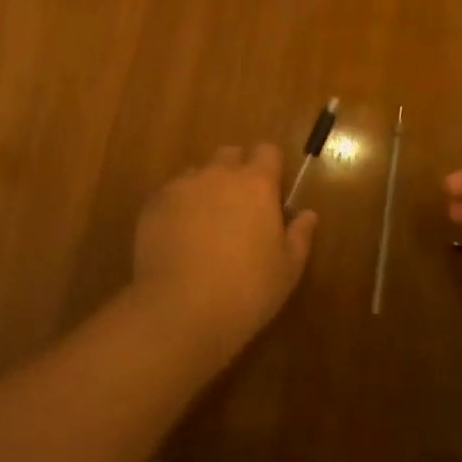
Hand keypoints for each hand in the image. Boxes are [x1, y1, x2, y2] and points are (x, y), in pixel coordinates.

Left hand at [129, 143, 318, 370]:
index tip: (270, 193)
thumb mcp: (287, 271)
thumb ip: (299, 236)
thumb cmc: (246, 291)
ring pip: (198, 174)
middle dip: (235, 172)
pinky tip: (177, 239)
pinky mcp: (153, 203)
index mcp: (256, 183)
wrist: (180, 310)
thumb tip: (307, 214)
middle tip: (238, 209)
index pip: (267, 151)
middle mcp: (219, 174)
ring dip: (205, 189)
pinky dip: (177, 208)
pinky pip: (170, 194)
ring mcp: (182, 186)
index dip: (269, 168)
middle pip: (229, 155)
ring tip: (204, 227)